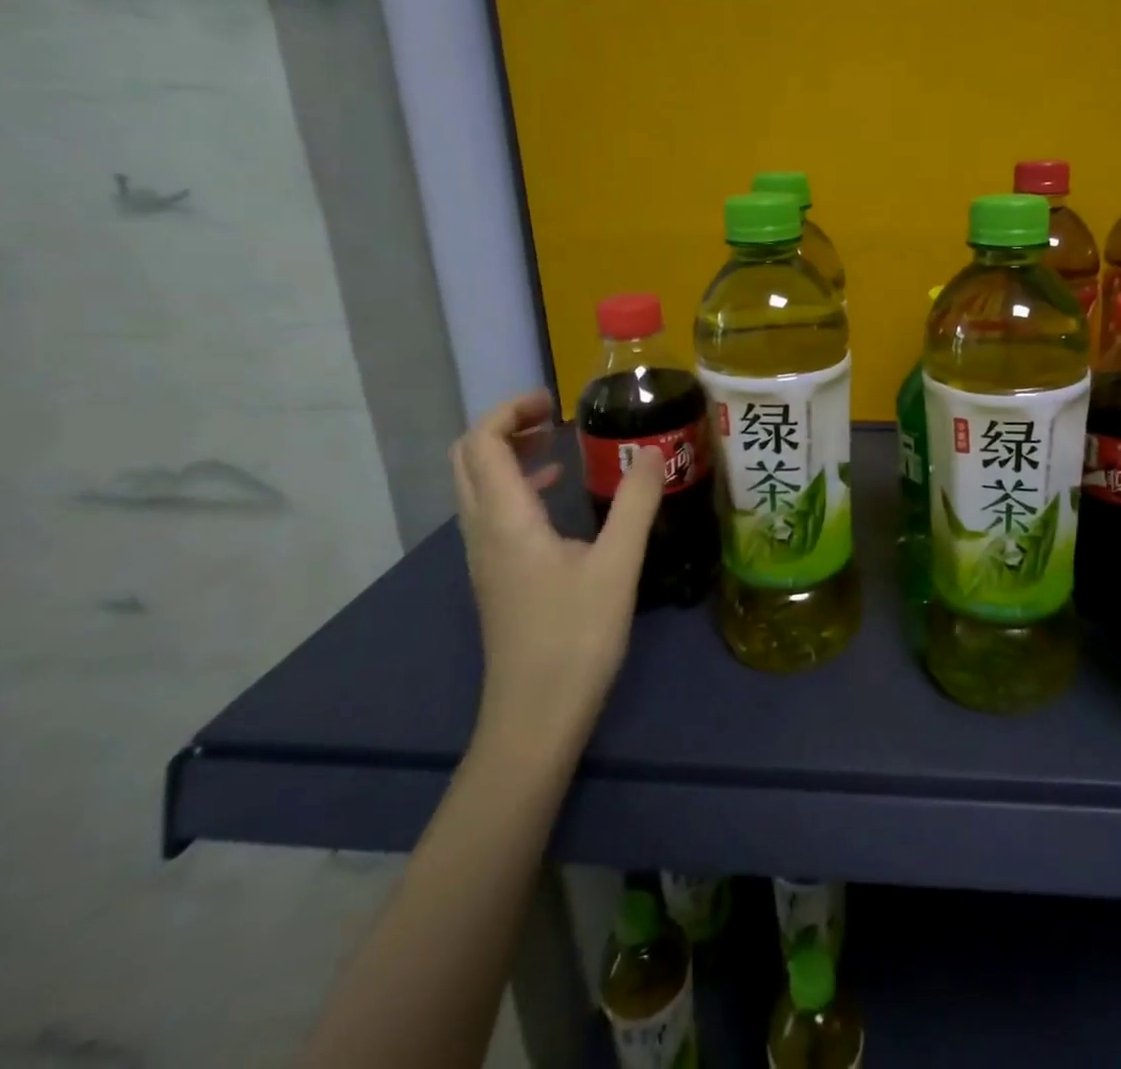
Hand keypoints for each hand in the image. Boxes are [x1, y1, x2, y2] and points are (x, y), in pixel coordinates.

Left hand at [450, 390, 662, 754]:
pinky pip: (491, 513)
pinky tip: (557, 501)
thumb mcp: (618, 565)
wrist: (535, 717)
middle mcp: (483, 532)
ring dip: (507, 456)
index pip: (481, 442)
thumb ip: (636, 503)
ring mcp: (484, 558)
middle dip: (504, 427)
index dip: (510, 410)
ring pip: (476, 487)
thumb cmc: (575, 637)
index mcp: (506, 519)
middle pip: (467, 459)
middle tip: (553, 418)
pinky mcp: (496, 578)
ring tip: (558, 448)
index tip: (555, 402)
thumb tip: (653, 451)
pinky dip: (515, 488)